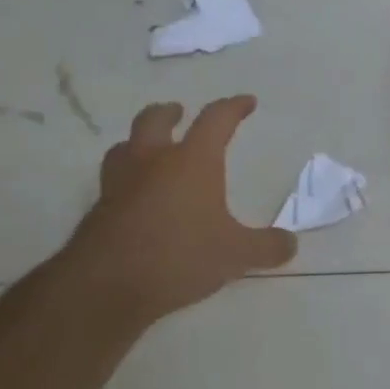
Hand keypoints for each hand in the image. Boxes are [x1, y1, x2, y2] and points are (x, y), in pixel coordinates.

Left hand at [62, 95, 298, 318]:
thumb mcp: (236, 255)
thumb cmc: (179, 256)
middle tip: (179, 113)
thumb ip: (266, 247)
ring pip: (124, 147)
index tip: (246, 102)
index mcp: (192, 161)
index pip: (216, 120)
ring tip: (149, 150)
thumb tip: (291, 243)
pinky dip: (126, 181)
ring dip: (138, 142)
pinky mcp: (98, 211)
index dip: (233, 107)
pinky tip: (135, 199)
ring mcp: (120, 184)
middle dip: (170, 113)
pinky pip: (112, 183)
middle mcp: (153, 162)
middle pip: (155, 120)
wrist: (105, 286)